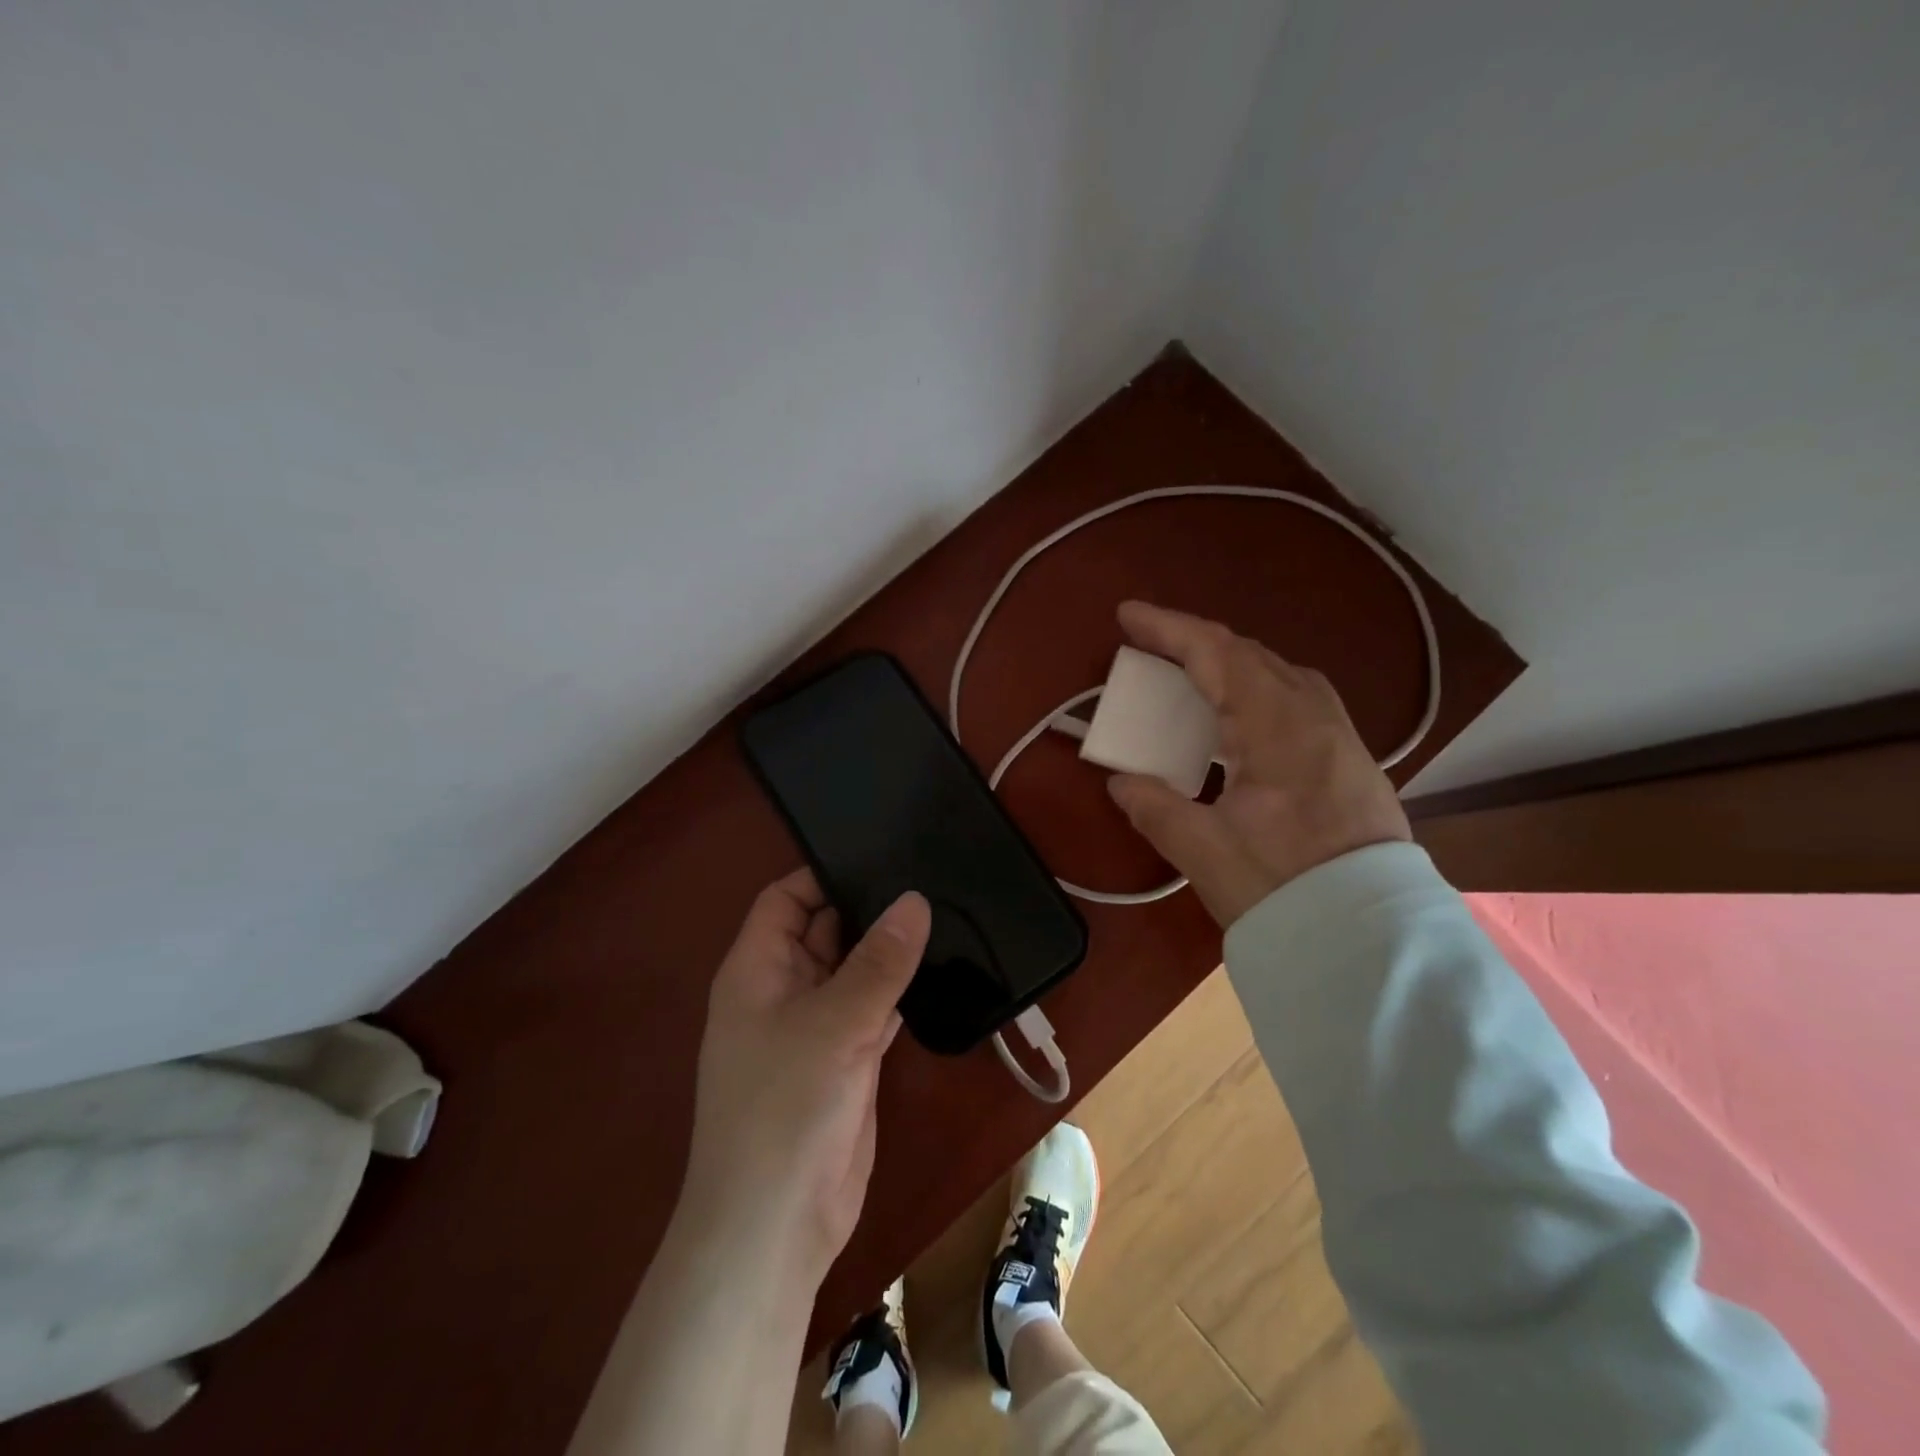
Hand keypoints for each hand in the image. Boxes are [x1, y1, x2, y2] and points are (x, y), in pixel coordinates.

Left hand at [681, 870, 929, 1290]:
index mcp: (758, 969)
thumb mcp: (835, 1024)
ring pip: (855, 970)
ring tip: (946, 908)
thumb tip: (915, 900)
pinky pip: (875, 1008)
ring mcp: (817, 1026)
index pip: (786, 898)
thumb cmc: (785, 1110)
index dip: (825, 874)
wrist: (777, 1228)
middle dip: (869, 908)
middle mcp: (784, 989)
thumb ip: (879, 962)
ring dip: (890, 950)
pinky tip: (942, 967)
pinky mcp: (847, 1059)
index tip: (882, 853)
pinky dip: (900, 991)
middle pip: (826, 929)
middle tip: (929, 874)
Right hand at [1105, 601, 1411, 927]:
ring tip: (1193, 677)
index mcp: (1278, 726)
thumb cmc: (1282, 886)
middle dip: (1197, 642)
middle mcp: (1315, 717)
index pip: (1218, 655)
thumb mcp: (1203, 850)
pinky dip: (1258, 691)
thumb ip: (1154, 806)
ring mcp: (1341, 737)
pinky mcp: (1351, 761)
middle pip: (1251, 655)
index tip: (1127, 616)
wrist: (1370, 937)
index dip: (1169, 629)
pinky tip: (1243, 721)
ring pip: (1281, 675)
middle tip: (1152, 648)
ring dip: (1231, 664)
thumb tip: (1121, 781)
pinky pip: (1299, 701)